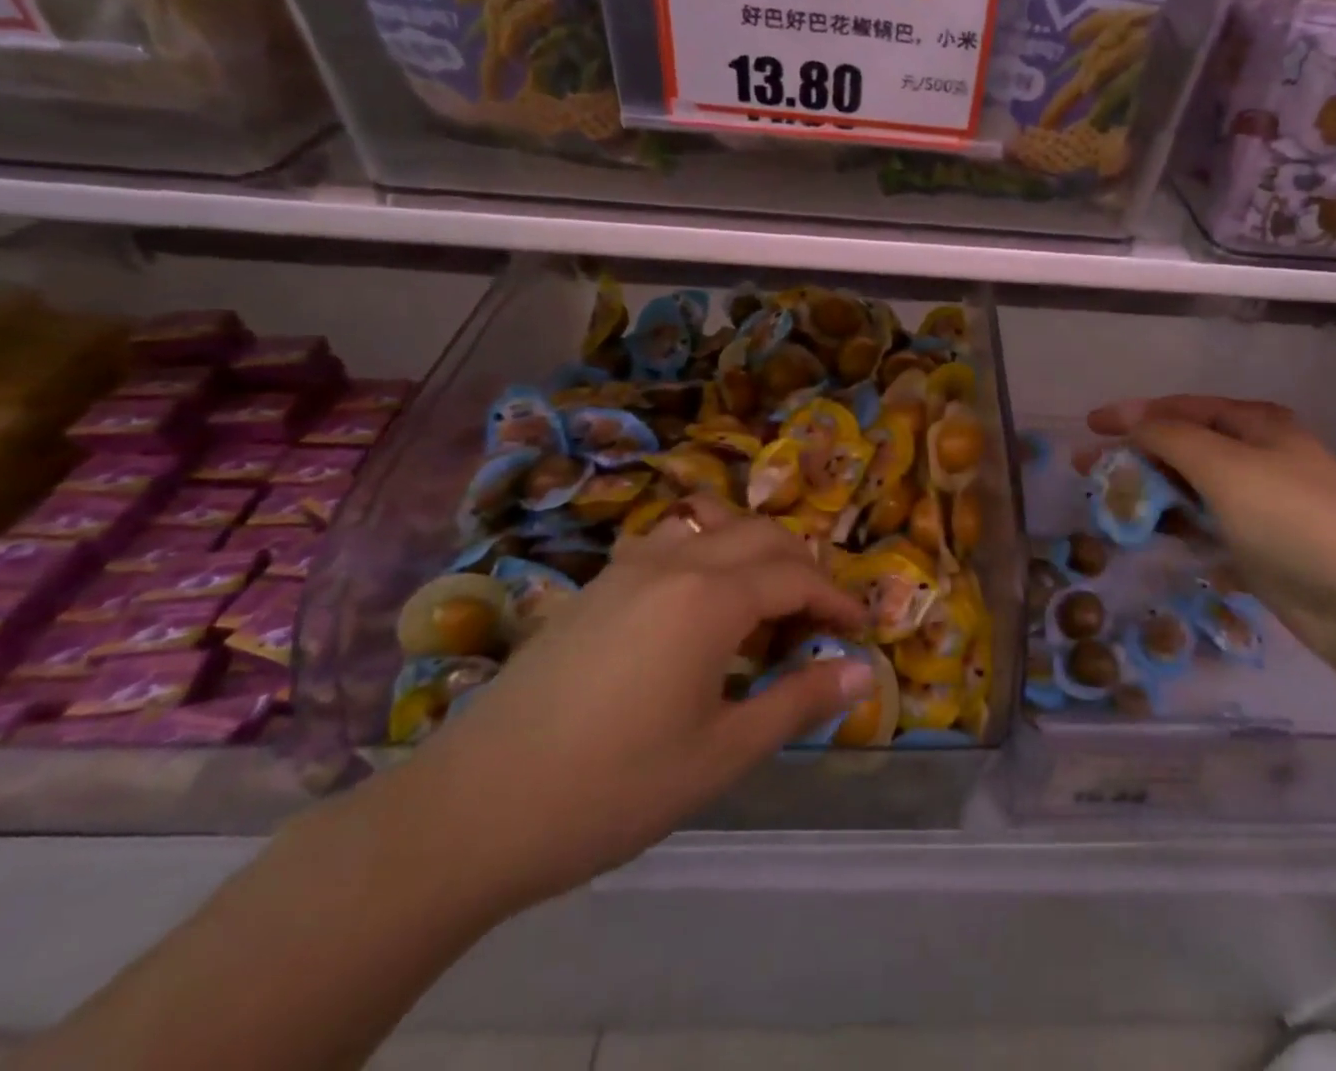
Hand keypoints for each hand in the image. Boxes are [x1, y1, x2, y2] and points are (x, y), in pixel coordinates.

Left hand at [397, 499, 870, 913]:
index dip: (835, 599)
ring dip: (752, 549)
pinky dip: (706, 552)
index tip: (859, 629)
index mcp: (710, 597)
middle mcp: (673, 562)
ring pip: (711, 525)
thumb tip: (864, 671)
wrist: (471, 810)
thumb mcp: (721, 754)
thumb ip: (798, 702)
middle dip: (802, 566)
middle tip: (819, 618)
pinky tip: (698, 603)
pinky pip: (669, 541)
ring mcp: (627, 567)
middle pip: (759, 535)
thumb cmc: (612, 788)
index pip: (795, 576)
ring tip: (765, 599)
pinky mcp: (595, 585)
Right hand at [1087, 396, 1335, 674]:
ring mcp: (1260, 502)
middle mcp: (1258, 456)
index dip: (1132, 414)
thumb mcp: (1226, 467)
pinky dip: (1177, 525)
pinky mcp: (1259, 544)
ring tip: (1112, 506)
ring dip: (1153, 492)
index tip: (1089, 427)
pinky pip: (1205, 525)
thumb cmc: (1293, 519)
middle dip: (1136, 455)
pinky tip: (1151, 535)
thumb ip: (1172, 437)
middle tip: (1089, 471)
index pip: (1181, 408)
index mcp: (1257, 425)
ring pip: (1192, 488)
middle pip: (1184, 446)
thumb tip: (1132, 419)